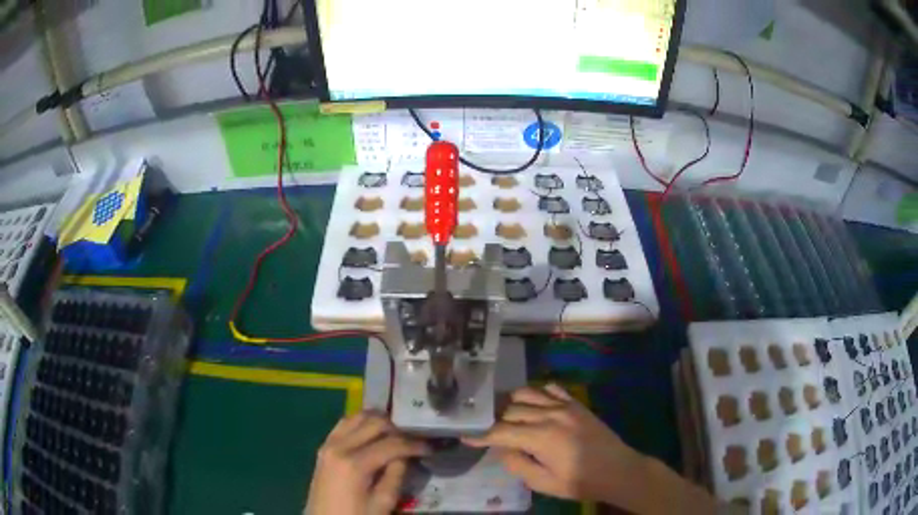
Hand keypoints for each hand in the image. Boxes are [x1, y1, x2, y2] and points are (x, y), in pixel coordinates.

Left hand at [306, 411, 429, 514]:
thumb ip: (396, 475)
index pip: (391, 444)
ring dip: (378, 422)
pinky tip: (372, 435)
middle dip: (398, 429)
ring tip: (395, 436)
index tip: (430, 448)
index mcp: (354, 463)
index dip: (414, 444)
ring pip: (357, 417)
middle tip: (413, 441)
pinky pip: (344, 424)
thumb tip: (405, 456)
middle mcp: (339, 446)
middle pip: (374, 423)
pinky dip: (361, 424)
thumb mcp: (383, 502)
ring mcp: (328, 444)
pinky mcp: (324, 446)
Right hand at [463, 384, 715, 513]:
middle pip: (511, 410)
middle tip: (485, 428)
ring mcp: (565, 406)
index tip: (465, 436)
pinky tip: (535, 405)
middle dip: (494, 419)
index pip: (501, 432)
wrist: (618, 469)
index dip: (481, 435)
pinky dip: (538, 394)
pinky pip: (552, 389)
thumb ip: (518, 465)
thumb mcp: (544, 483)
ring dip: (512, 403)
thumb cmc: (580, 482)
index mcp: (541, 437)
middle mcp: (550, 415)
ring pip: (528, 393)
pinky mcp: (576, 404)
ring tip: (506, 415)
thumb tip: (502, 450)